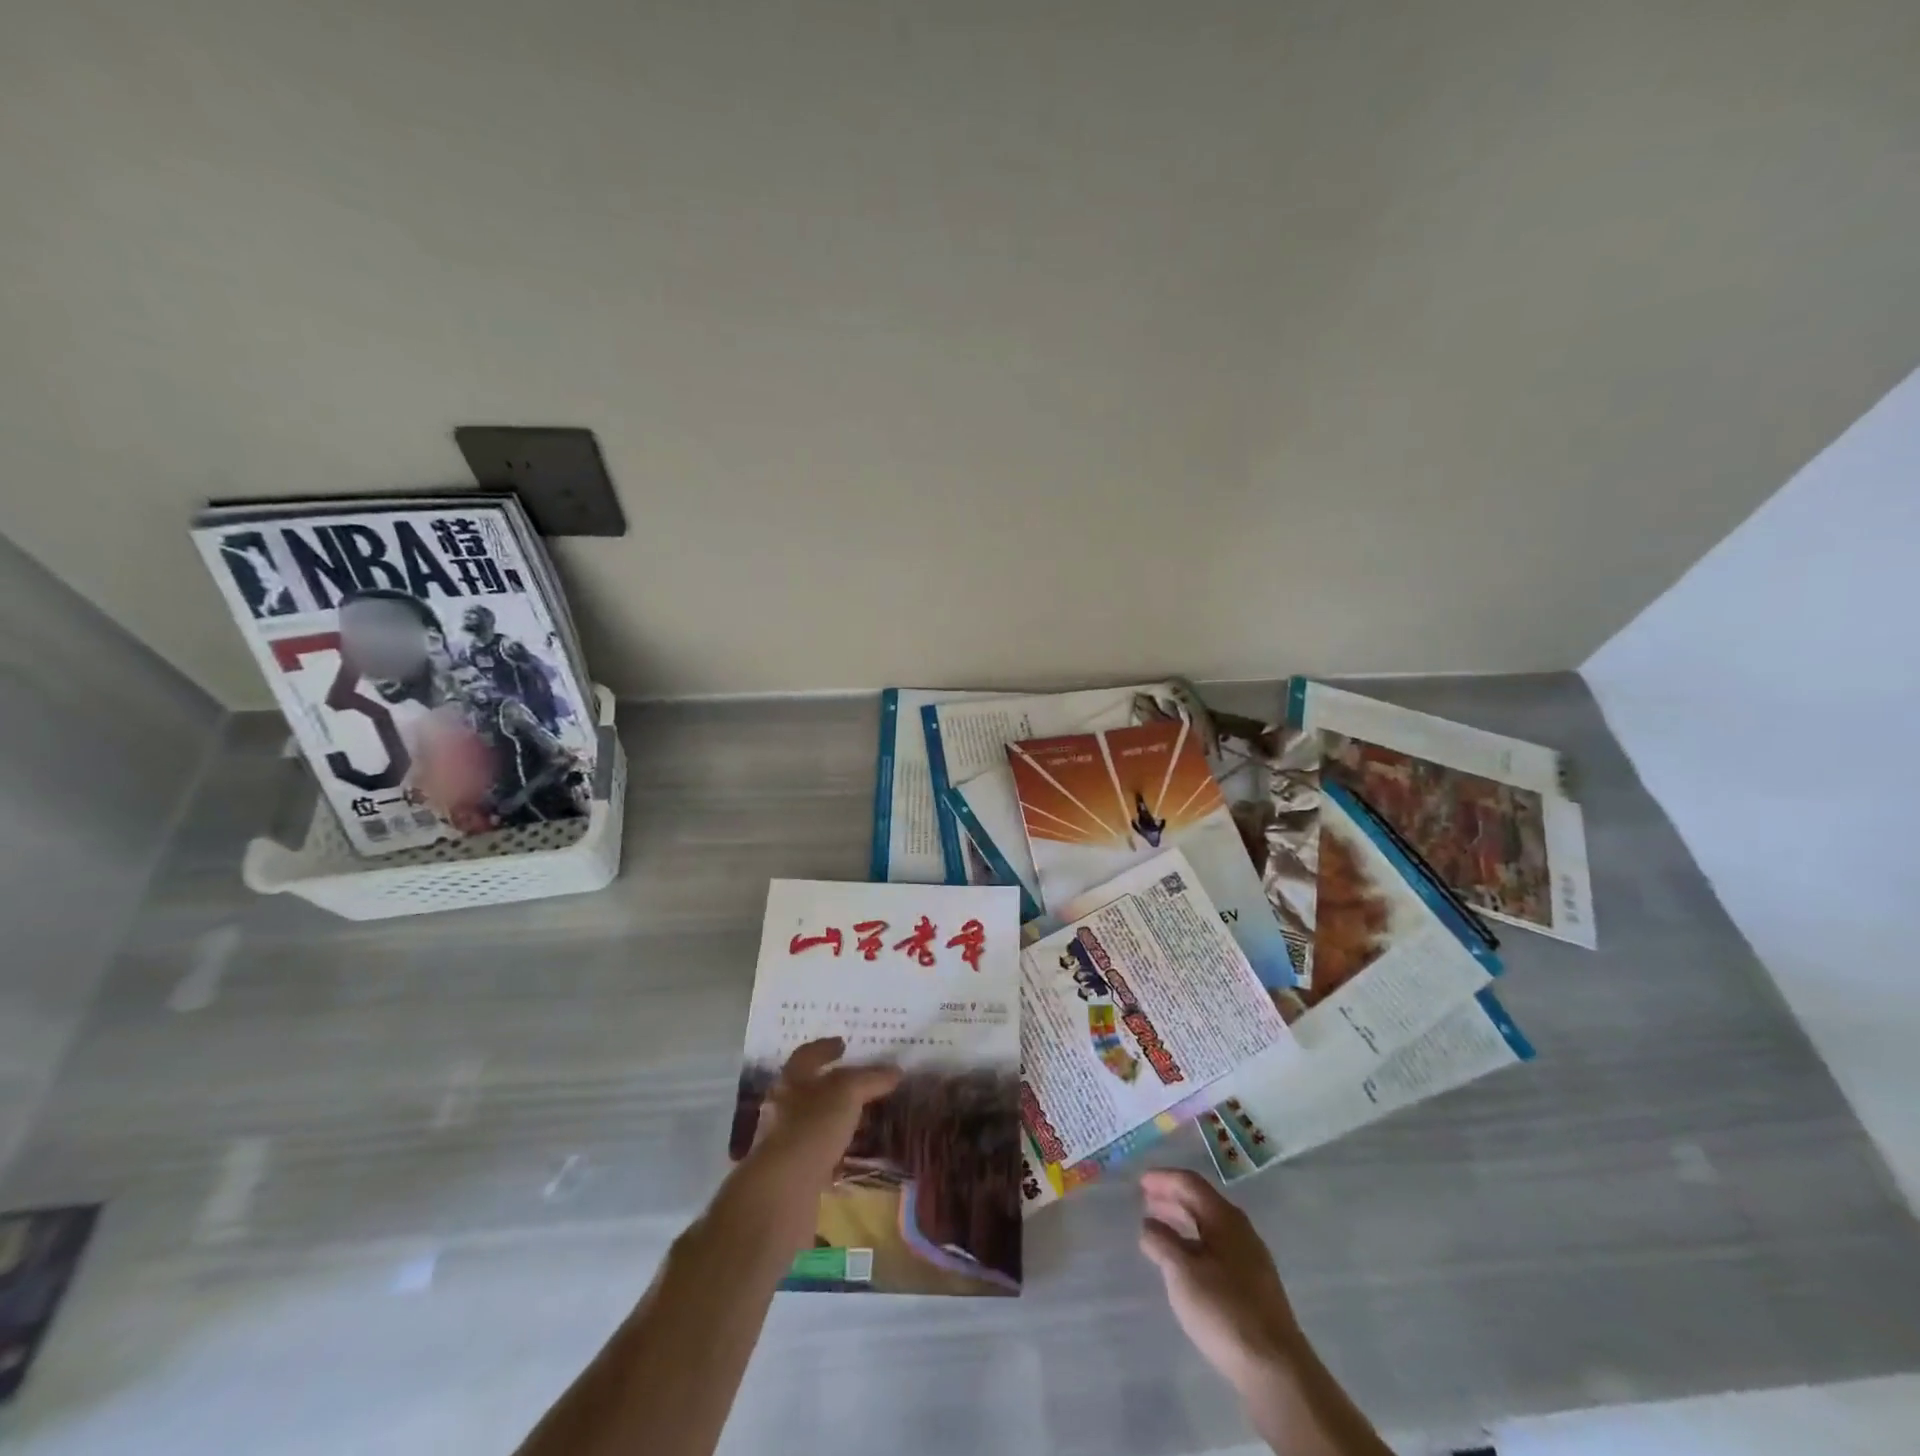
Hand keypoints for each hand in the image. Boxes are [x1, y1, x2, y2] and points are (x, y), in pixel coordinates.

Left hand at [747, 1037, 900, 1190]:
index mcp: (790, 1081)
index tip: (843, 1043)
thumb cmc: (812, 1127)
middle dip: (832, 1085)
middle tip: (859, 1082)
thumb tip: (895, 1071)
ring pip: (812, 1122)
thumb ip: (870, 1079)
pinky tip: (851, 1155)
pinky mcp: (790, 1172)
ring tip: (861, 1119)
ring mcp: (783, 1141)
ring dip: (834, 1119)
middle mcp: (781, 1107)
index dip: (825, 1047)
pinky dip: (833, 1150)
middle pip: (808, 1088)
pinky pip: (816, 1153)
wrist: (782, 1191)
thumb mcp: (847, 1093)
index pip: (806, 1055)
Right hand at [1138, 1169, 1301, 1390]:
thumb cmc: (1224, 1310)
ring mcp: (1251, 1258)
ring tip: (1160, 1228)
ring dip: (1183, 1221)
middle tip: (1146, 1200)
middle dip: (1172, 1198)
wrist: (1276, 1369)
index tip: (1140, 1182)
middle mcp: (1241, 1230)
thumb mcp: (1182, 1272)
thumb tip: (1149, 1224)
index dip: (1163, 1178)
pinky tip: (1186, 1261)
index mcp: (1224, 1218)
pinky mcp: (1255, 1284)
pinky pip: (1218, 1247)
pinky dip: (1196, 1242)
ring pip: (1211, 1226)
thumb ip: (1161, 1242)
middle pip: (1202, 1202)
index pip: (1190, 1183)